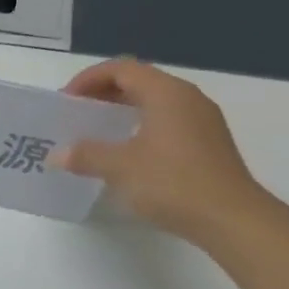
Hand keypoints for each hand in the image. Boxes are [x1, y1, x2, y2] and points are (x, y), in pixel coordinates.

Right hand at [53, 59, 266, 244]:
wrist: (232, 219)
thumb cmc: (173, 183)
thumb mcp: (119, 167)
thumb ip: (85, 155)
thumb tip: (56, 155)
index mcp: (166, 93)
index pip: (121, 69)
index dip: (88, 79)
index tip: (66, 100)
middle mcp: (187, 98)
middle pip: (139, 81)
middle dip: (103, 93)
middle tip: (76, 114)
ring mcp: (202, 120)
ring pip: (154, 101)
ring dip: (121, 110)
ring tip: (95, 132)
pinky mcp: (208, 143)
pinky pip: (166, 120)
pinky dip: (139, 125)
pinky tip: (125, 151)